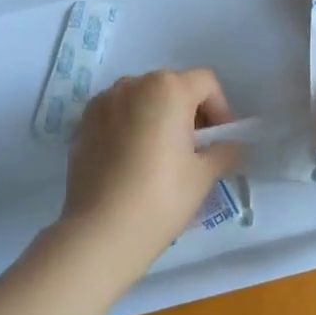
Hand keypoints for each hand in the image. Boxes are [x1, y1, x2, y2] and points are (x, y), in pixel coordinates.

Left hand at [58, 69, 240, 288]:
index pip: (206, 83)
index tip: (221, 141)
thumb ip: (225, 151)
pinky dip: (130, 127)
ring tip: (162, 155)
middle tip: (196, 150)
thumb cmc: (162, 196)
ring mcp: (103, 102)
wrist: (101, 231)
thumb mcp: (204, 174)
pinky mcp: (82, 124)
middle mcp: (133, 84)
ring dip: (157, 117)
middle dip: (189, 112)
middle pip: (172, 87)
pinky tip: (132, 161)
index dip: (221, 109)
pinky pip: (116, 115)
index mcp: (168, 88)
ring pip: (141, 99)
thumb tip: (232, 146)